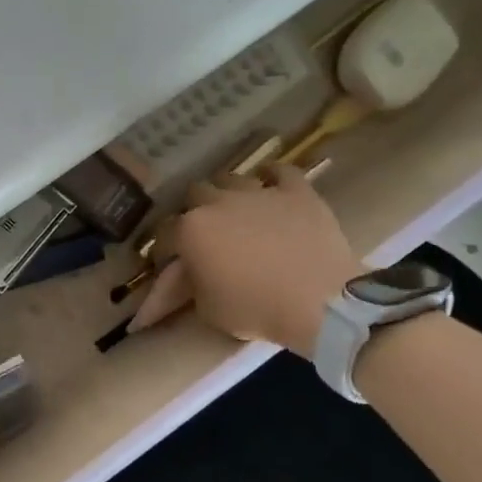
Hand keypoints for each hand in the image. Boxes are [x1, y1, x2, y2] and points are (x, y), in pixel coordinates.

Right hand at [129, 165, 364, 354]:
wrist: (319, 302)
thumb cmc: (255, 310)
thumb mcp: (207, 309)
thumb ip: (191, 284)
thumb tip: (188, 275)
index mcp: (190, 231)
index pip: (163, 234)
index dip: (164, 250)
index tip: (169, 264)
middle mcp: (218, 203)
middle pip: (195, 194)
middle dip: (194, 211)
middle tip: (203, 233)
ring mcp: (259, 193)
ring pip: (231, 178)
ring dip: (226, 192)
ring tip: (233, 209)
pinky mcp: (297, 192)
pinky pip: (280, 171)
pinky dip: (272, 176)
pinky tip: (270, 183)